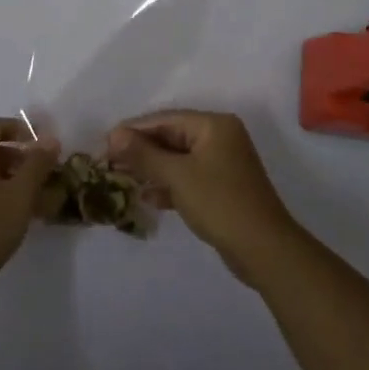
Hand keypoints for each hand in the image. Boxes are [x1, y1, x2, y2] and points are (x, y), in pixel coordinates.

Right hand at [107, 110, 298, 286]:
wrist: (264, 249)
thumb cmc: (219, 203)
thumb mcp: (177, 176)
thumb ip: (144, 154)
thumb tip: (114, 135)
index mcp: (213, 125)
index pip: (165, 119)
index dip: (133, 130)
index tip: (104, 144)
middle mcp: (220, 138)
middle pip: (171, 137)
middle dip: (141, 151)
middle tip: (108, 163)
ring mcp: (223, 164)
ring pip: (178, 160)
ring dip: (151, 169)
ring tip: (121, 179)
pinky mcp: (222, 188)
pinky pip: (188, 178)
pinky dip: (168, 185)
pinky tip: (147, 198)